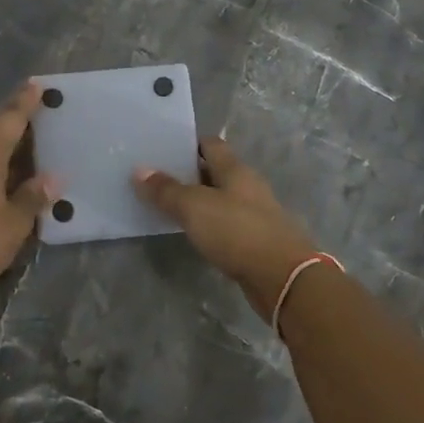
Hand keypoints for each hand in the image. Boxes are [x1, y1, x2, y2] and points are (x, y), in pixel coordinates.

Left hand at [0, 83, 56, 303]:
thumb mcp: (14, 222)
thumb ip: (33, 196)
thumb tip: (53, 179)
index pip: (10, 119)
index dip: (25, 102)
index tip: (36, 83)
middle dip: (17, 127)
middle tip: (43, 123)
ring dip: (4, 150)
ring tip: (31, 152)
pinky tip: (7, 177)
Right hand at [134, 137, 321, 320]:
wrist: (284, 278)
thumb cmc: (238, 232)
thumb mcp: (194, 207)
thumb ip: (167, 190)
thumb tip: (139, 170)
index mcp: (235, 170)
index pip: (211, 144)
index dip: (187, 144)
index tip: (161, 149)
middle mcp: (247, 187)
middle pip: (215, 172)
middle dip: (188, 173)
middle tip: (155, 178)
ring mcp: (254, 214)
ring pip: (221, 200)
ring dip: (199, 201)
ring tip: (167, 206)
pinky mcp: (256, 241)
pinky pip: (226, 225)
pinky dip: (209, 225)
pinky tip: (192, 233)